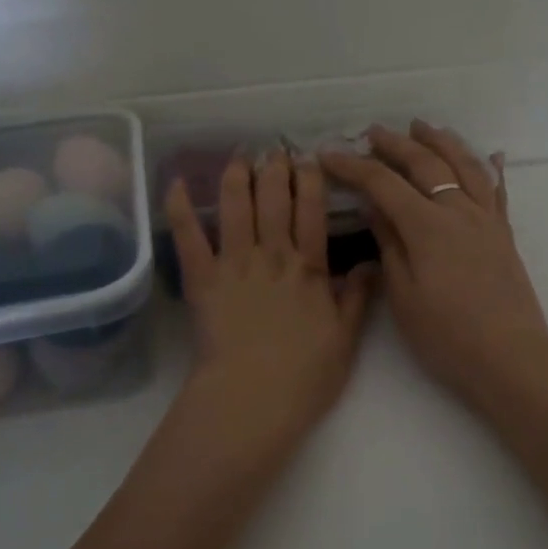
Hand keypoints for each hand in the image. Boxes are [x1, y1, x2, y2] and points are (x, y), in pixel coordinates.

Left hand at [166, 152, 376, 461]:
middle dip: (275, 170)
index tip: (309, 159)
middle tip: (275, 150)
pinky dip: (180, 210)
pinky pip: (189, 239)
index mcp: (308, 268)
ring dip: (236, 178)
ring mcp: (234, 264)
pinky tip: (177, 185)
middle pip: (273, 201)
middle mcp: (272, 256)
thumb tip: (370, 262)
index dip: (310, 182)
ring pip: (235, 209)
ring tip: (239, 157)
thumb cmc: (305, 375)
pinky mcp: (202, 281)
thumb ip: (357, 297)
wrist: (253, 398)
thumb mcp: (345, 338)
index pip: (311, 212)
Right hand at [321, 122, 547, 415]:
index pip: (384, 183)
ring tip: (424, 127)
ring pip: (465, 166)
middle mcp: (459, 211)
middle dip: (396, 144)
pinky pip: (498, 191)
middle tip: (373, 132)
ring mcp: (486, 220)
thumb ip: (389, 245)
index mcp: (428, 226)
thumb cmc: (447, 335)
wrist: (510, 358)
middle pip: (426, 164)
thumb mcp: (404, 295)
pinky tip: (491, 155)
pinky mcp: (504, 235)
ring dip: (442, 142)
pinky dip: (491, 168)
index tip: (328, 155)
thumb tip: (374, 207)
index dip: (354, 166)